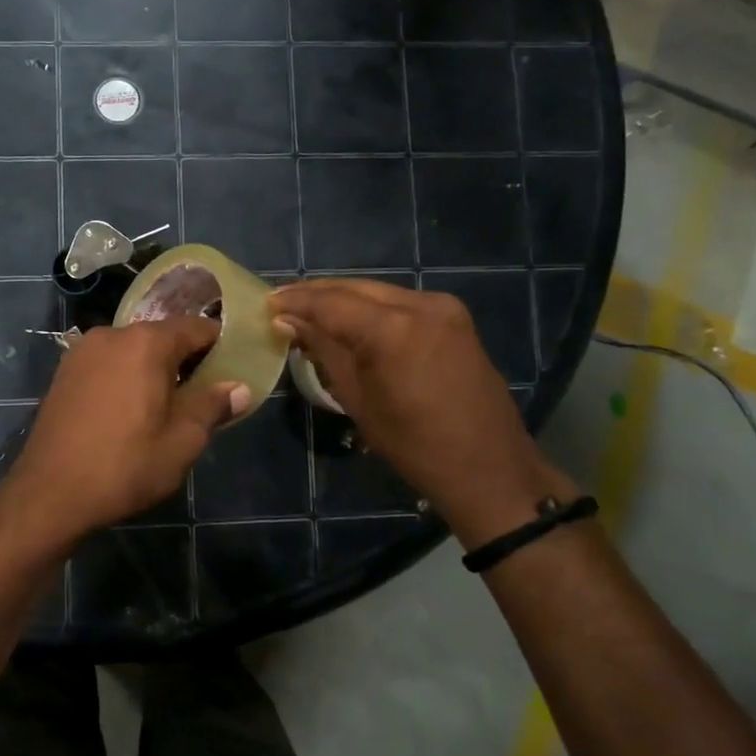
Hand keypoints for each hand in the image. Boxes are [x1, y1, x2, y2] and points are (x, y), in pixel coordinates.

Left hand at [0, 319, 249, 544]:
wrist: (49, 493)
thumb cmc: (124, 466)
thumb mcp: (181, 442)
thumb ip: (212, 406)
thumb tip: (239, 388)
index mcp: (146, 343)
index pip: (196, 328)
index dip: (219, 345)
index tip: (233, 368)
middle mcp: (112, 334)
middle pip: (162, 336)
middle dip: (185, 360)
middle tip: (203, 395)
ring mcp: (83, 351)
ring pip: (133, 349)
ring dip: (153, 369)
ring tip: (166, 405)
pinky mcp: (64, 371)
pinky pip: (108, 362)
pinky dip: (126, 375)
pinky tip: (129, 409)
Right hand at [269, 280, 573, 546]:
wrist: (489, 467)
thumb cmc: (413, 445)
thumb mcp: (357, 399)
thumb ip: (323, 351)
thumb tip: (289, 322)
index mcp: (393, 328)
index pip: (330, 302)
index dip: (296, 301)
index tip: (266, 303)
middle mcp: (420, 304)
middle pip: (354, 288)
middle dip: (316, 294)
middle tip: (282, 303)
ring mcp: (442, 306)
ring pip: (377, 291)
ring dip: (342, 299)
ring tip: (308, 310)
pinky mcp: (453, 316)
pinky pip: (399, 302)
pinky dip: (370, 307)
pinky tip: (348, 319)